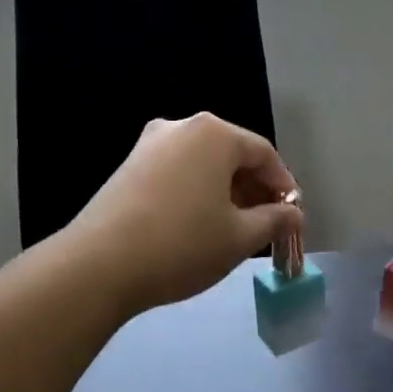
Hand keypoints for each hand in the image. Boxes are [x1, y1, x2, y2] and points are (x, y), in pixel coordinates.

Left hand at [69, 114, 302, 315]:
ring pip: (203, 163)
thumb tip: (294, 214)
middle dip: (254, 189)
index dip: (284, 186)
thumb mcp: (240, 237)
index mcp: (214, 133)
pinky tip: (196, 225)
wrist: (99, 265)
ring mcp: (149, 144)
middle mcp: (182, 127)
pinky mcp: (128, 166)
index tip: (292, 219)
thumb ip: (274, 220)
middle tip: (266, 226)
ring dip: (225, 191)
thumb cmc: (182, 244)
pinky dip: (196, 192)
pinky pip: (177, 171)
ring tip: (233, 229)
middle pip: (232, 154)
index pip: (264, 154)